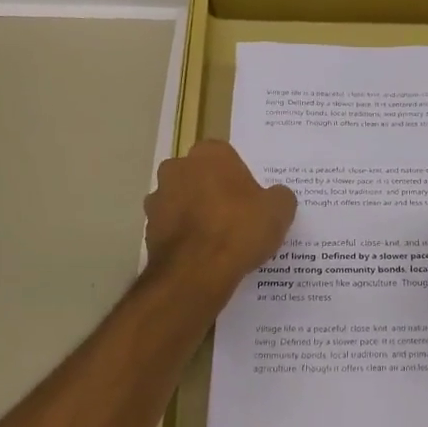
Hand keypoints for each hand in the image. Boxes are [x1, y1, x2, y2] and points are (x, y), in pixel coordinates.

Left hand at [144, 141, 295, 299]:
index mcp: (209, 154)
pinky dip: (185, 237)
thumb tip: (275, 196)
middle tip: (236, 217)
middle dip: (213, 191)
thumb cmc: (240, 229)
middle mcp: (177, 168)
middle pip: (200, 176)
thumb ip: (279, 196)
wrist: (197, 271)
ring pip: (182, 201)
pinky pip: (173, 228)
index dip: (239, 177)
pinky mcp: (148, 229)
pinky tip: (203, 256)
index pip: (226, 157)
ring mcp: (158, 198)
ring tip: (219, 241)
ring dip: (196, 214)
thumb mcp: (279, 210)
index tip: (251, 199)